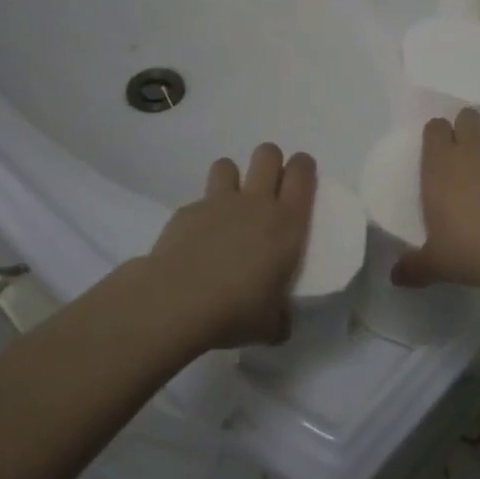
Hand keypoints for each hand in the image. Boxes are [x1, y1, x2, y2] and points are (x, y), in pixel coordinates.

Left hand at [149, 143, 316, 348]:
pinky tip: (197, 240)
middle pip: (267, 154)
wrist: (175, 302)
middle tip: (269, 187)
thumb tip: (279, 323)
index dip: (303, 167)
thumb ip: (280, 318)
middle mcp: (256, 203)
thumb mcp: (270, 324)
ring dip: (232, 178)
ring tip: (230, 205)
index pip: (302, 173)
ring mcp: (218, 203)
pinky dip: (202, 213)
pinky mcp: (186, 211)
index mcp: (287, 223)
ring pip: (228, 164)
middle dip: (270, 162)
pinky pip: (199, 200)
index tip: (302, 177)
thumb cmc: (235, 310)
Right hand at [393, 109, 479, 292]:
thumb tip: (395, 278)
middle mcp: (474, 152)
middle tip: (464, 155)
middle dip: (466, 128)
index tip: (436, 151)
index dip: (436, 134)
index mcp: (441, 165)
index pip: (435, 127)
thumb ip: (414, 267)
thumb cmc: (468, 250)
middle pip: (469, 117)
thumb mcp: (435, 264)